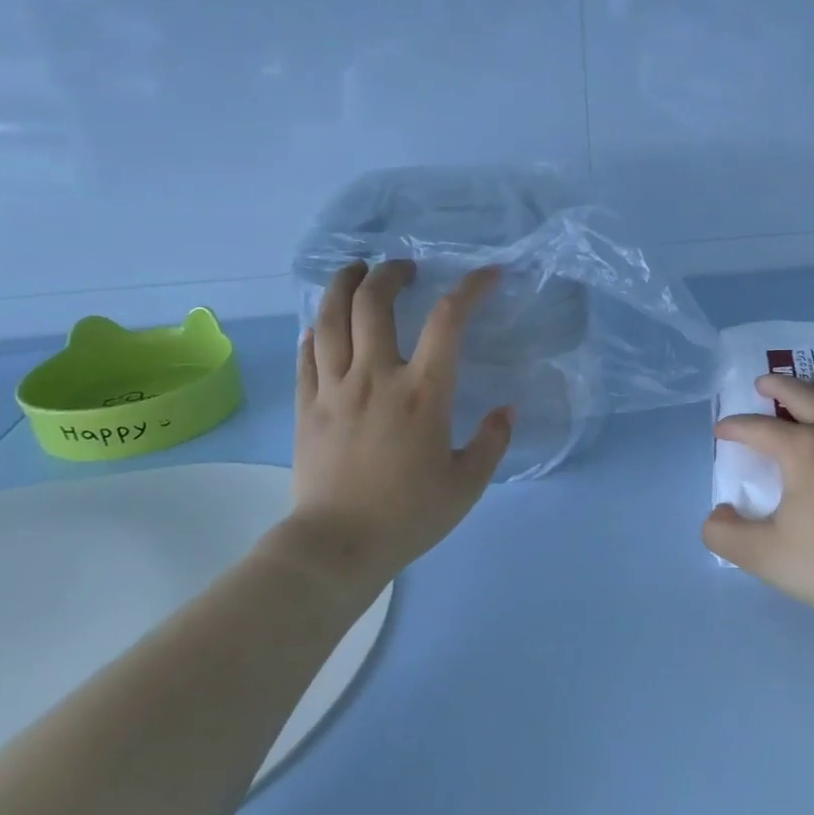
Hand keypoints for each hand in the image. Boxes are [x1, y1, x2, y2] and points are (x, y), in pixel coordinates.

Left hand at [281, 260, 512, 583]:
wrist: (337, 546)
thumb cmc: (409, 515)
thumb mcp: (468, 483)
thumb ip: (492, 441)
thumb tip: (506, 409)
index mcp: (423, 392)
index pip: (447, 320)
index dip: (470, 288)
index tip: (487, 274)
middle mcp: (376, 377)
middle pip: (374, 301)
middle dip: (390, 273)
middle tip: (404, 269)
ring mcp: (334, 388)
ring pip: (331, 317)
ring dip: (345, 284)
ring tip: (357, 272)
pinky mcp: (307, 405)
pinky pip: (307, 352)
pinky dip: (318, 328)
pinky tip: (326, 325)